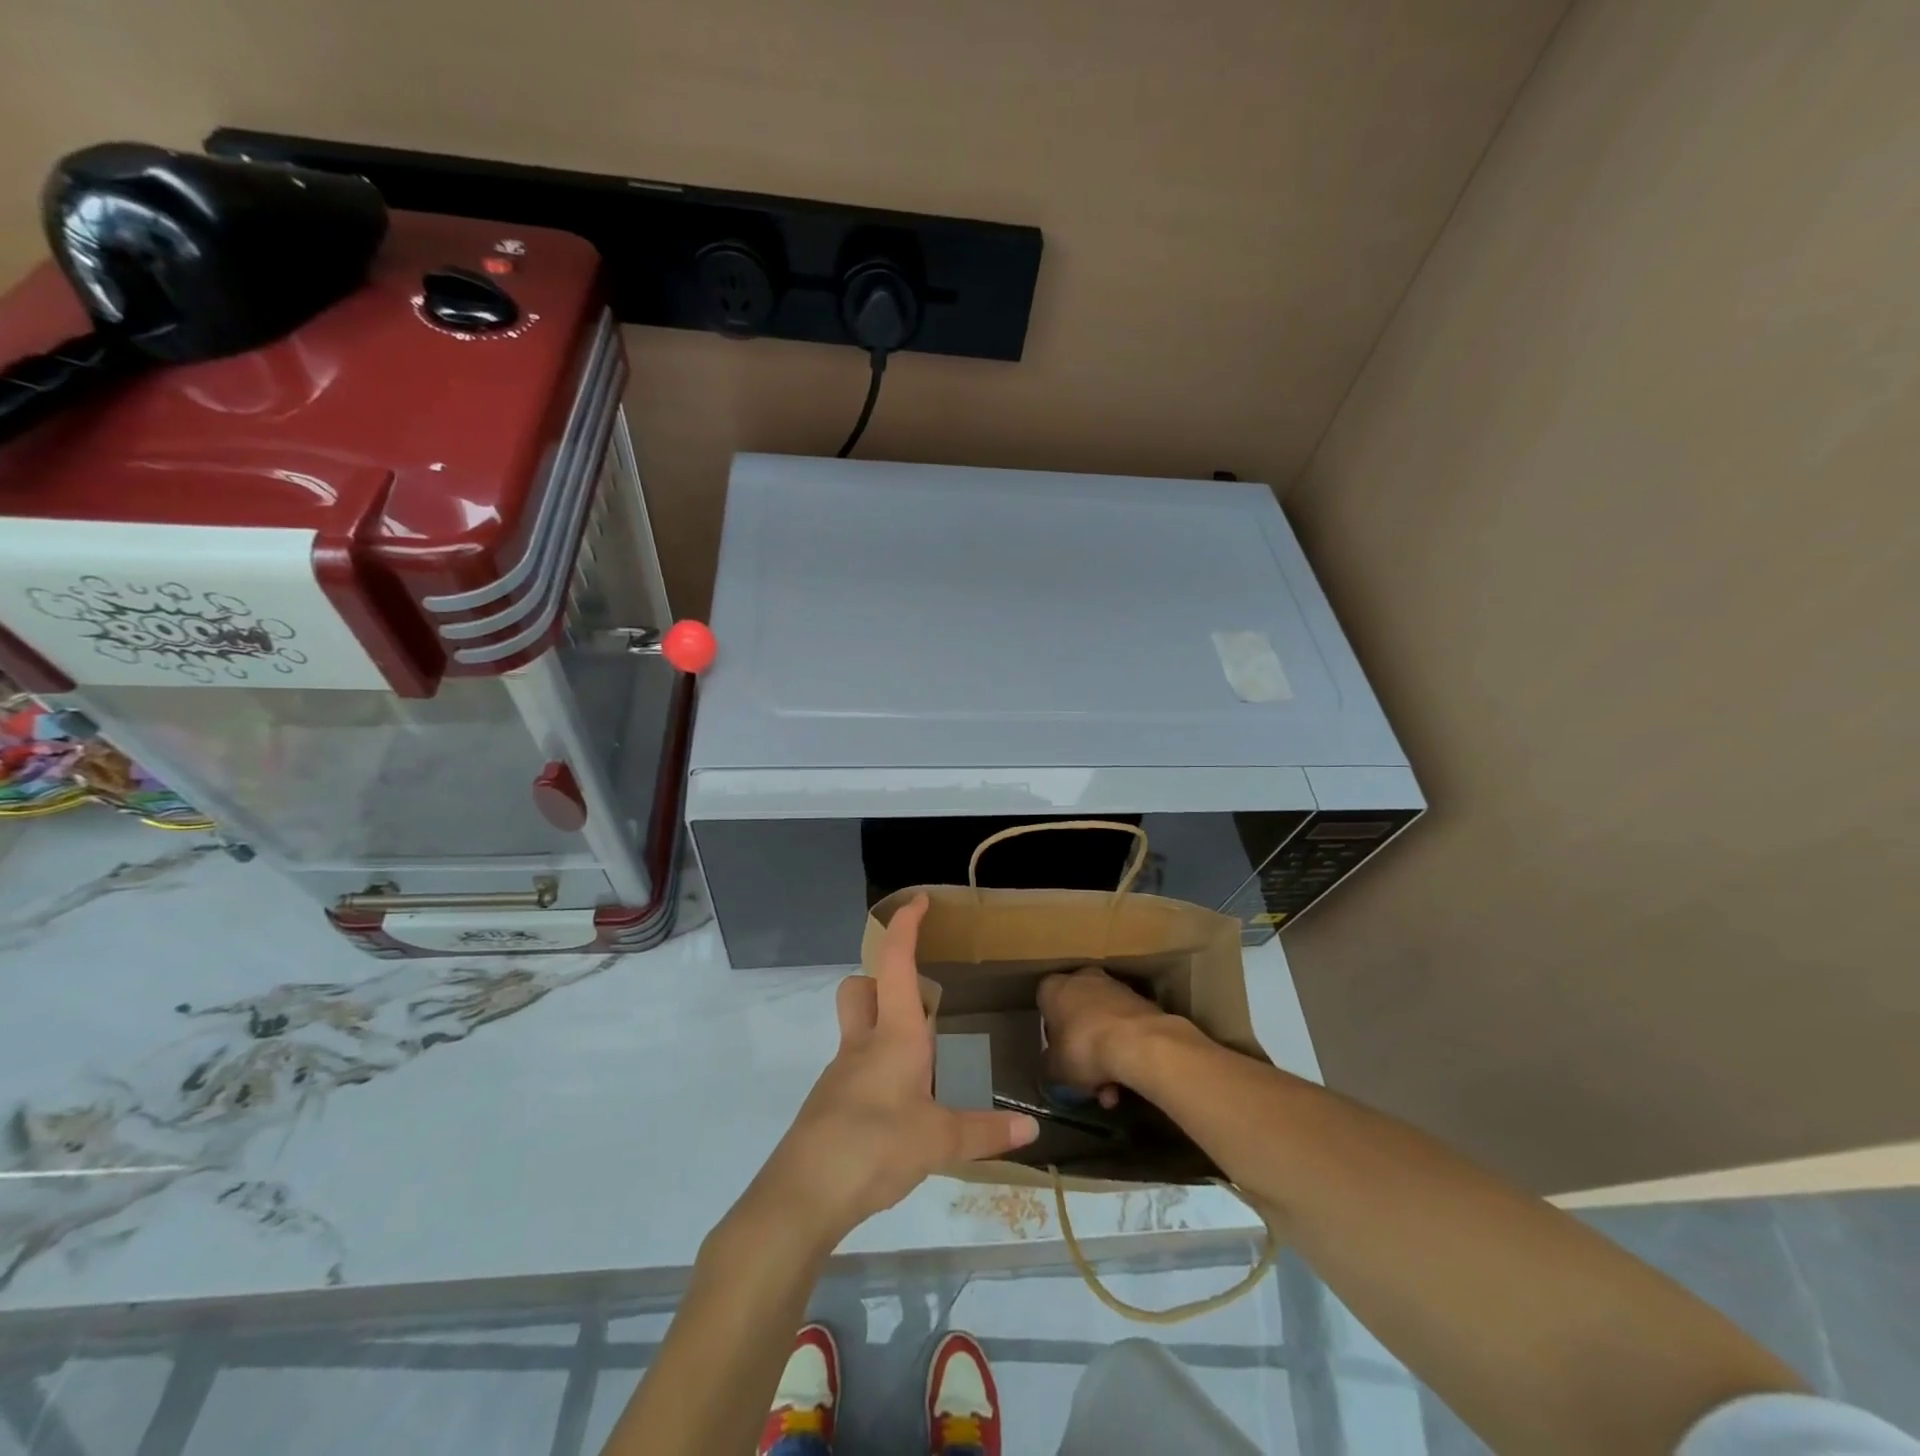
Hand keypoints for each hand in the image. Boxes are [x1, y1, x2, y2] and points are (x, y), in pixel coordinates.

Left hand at [750, 895, 1038, 1244]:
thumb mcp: (938, 1141)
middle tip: (920, 1001)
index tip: (918, 901)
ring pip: (858, 1028)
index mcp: (894, 1036)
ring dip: (885, 1027)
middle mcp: (863, 1043)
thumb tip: (1031, 1129)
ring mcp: (841, 1073)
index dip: (905, 926)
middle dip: (882, 980)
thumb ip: (984, 1131)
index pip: (895, 963)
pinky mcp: (830, 1104)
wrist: (802, 1195)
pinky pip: (856, 1068)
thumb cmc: (874, 1147)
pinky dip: (879, 1070)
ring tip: (925, 1062)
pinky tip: (902, 1107)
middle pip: (860, 988)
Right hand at [1037, 966, 1200, 1106]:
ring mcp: (1114, 987)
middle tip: (1088, 1079)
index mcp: (1053, 987)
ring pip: (1103, 1023)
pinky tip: (1129, 1080)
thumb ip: (1049, 1064)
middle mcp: (1082, 978)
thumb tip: (1051, 1065)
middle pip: (1077, 1015)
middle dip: (1083, 1048)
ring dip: (1106, 1054)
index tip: (1059, 1056)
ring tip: (1113, 1092)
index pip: (1045, 1005)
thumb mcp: (1054, 1069)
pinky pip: (1124, 1027)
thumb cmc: (1083, 1048)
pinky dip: (1125, 1049)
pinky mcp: (1140, 1000)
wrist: (1138, 1042)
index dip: (1051, 1034)